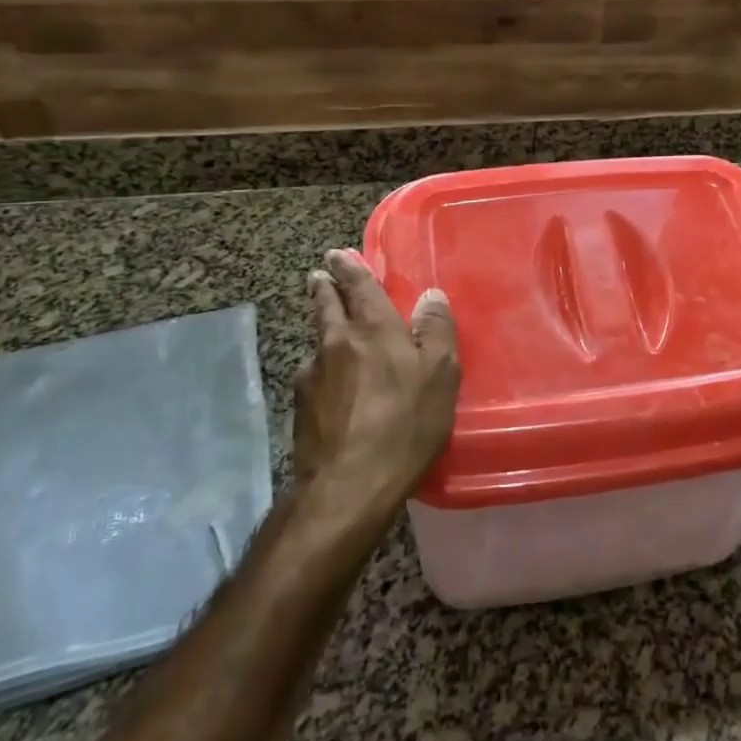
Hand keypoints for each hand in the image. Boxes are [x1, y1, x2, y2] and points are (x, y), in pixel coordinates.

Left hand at [292, 249, 459, 508]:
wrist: (347, 486)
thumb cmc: (404, 424)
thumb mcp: (439, 375)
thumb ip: (436, 331)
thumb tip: (431, 296)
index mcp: (372, 329)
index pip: (358, 287)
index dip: (349, 268)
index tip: (337, 254)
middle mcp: (336, 343)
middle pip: (326, 307)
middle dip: (325, 288)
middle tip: (320, 275)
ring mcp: (312, 376)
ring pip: (318, 341)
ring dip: (323, 328)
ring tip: (329, 328)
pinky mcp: (300, 408)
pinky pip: (314, 375)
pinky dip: (323, 368)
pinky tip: (330, 384)